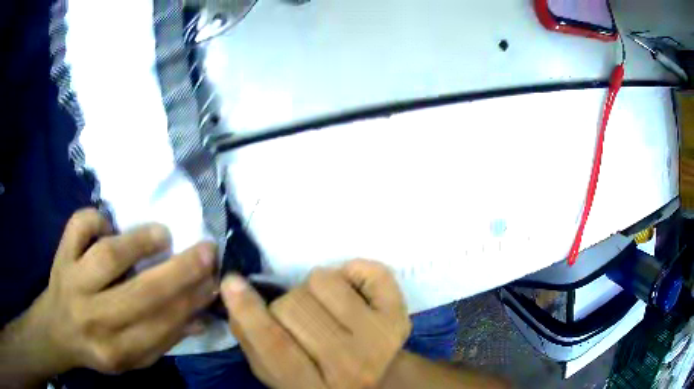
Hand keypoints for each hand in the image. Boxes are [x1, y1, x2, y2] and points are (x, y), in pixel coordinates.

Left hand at [21, 209, 216, 374]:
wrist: (57, 330)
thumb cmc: (98, 347)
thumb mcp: (133, 358)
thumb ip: (164, 340)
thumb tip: (200, 317)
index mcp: (116, 351)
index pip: (160, 327)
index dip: (190, 303)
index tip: (214, 282)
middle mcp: (93, 318)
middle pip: (139, 293)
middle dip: (178, 272)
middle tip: (206, 251)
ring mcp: (72, 281)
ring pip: (108, 256)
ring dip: (140, 241)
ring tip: (163, 235)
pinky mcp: (61, 255)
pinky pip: (79, 226)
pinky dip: (96, 218)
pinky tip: (109, 223)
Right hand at [222, 260, 411, 388]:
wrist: (377, 381)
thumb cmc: (318, 377)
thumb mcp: (276, 373)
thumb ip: (251, 340)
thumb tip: (235, 293)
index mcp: (312, 387)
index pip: (276, 348)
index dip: (249, 312)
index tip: (232, 283)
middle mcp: (350, 367)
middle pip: (295, 307)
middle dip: (285, 305)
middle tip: (296, 318)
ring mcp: (381, 340)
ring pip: (325, 282)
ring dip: (314, 289)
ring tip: (323, 309)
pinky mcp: (401, 315)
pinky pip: (371, 272)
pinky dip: (354, 272)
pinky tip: (351, 294)